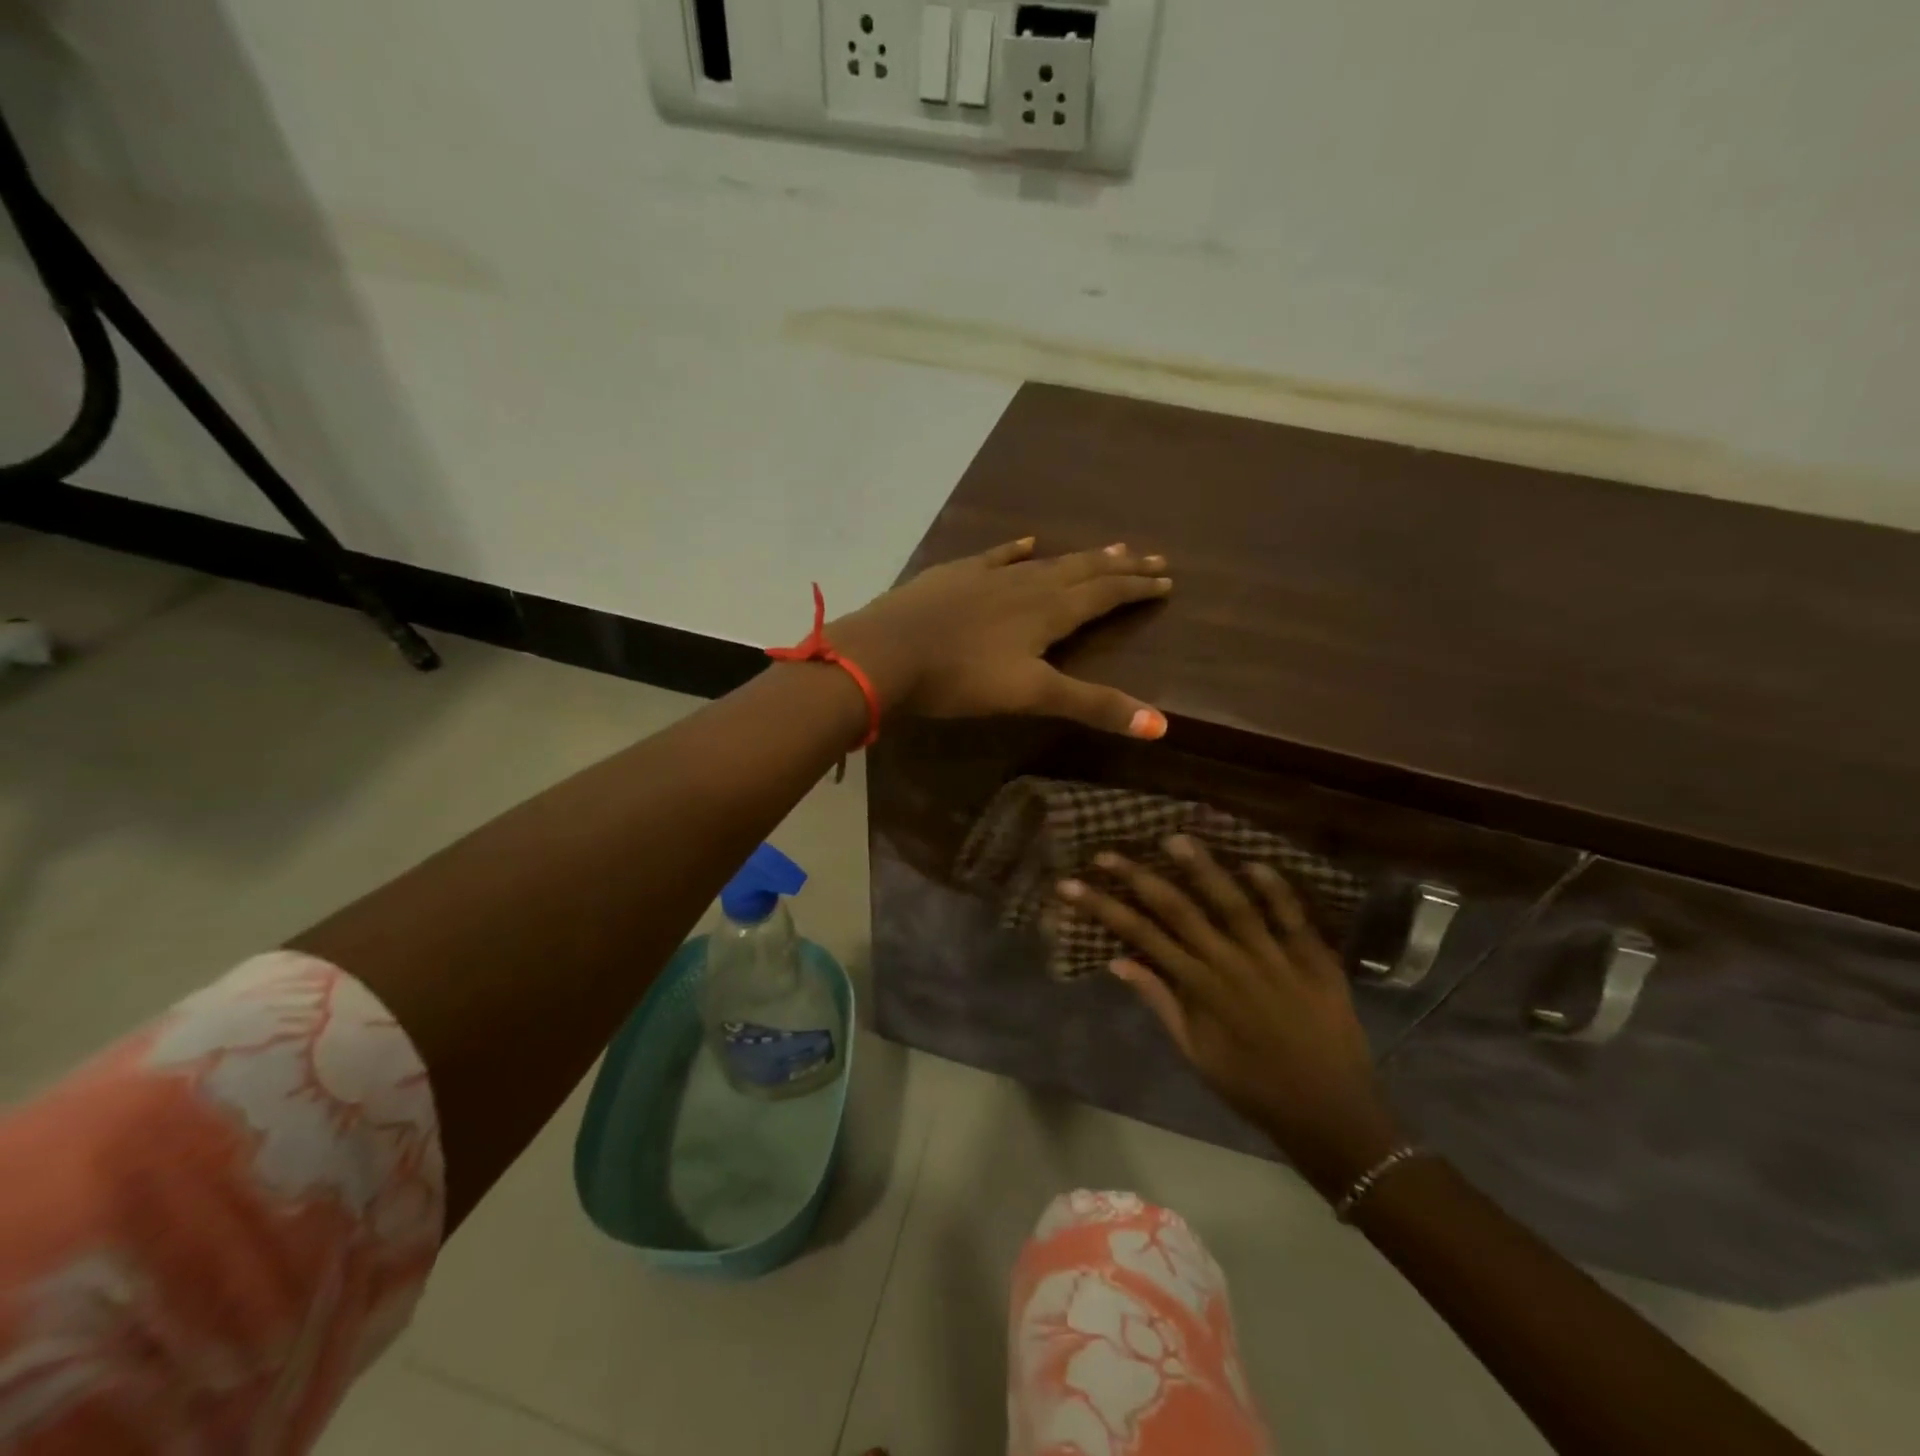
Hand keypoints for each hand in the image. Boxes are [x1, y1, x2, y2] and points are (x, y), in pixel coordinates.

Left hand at [833, 538, 1172, 736]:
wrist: (886, 653)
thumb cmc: (960, 678)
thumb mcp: (1031, 695)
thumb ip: (1093, 705)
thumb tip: (1162, 726)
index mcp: (1048, 611)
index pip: (1104, 594)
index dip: (1136, 588)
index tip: (1166, 580)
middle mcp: (1026, 585)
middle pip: (1082, 571)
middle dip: (1119, 567)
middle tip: (1152, 557)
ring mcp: (988, 575)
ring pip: (1045, 562)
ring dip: (1079, 557)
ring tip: (1107, 547)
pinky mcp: (955, 575)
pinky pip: (996, 556)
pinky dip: (1016, 549)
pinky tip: (1027, 541)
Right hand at [1060, 836, 1405, 1198]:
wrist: (1331, 1114)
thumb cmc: (1253, 1087)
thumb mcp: (1196, 1053)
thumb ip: (1159, 1002)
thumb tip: (1118, 961)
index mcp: (1199, 988)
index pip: (1141, 935)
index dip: (1103, 907)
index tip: (1072, 885)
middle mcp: (1231, 964)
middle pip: (1178, 910)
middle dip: (1138, 878)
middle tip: (1108, 852)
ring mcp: (1275, 958)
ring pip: (1232, 903)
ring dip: (1202, 869)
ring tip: (1174, 839)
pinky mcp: (1315, 959)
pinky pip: (1293, 917)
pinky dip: (1274, 889)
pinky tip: (1253, 863)